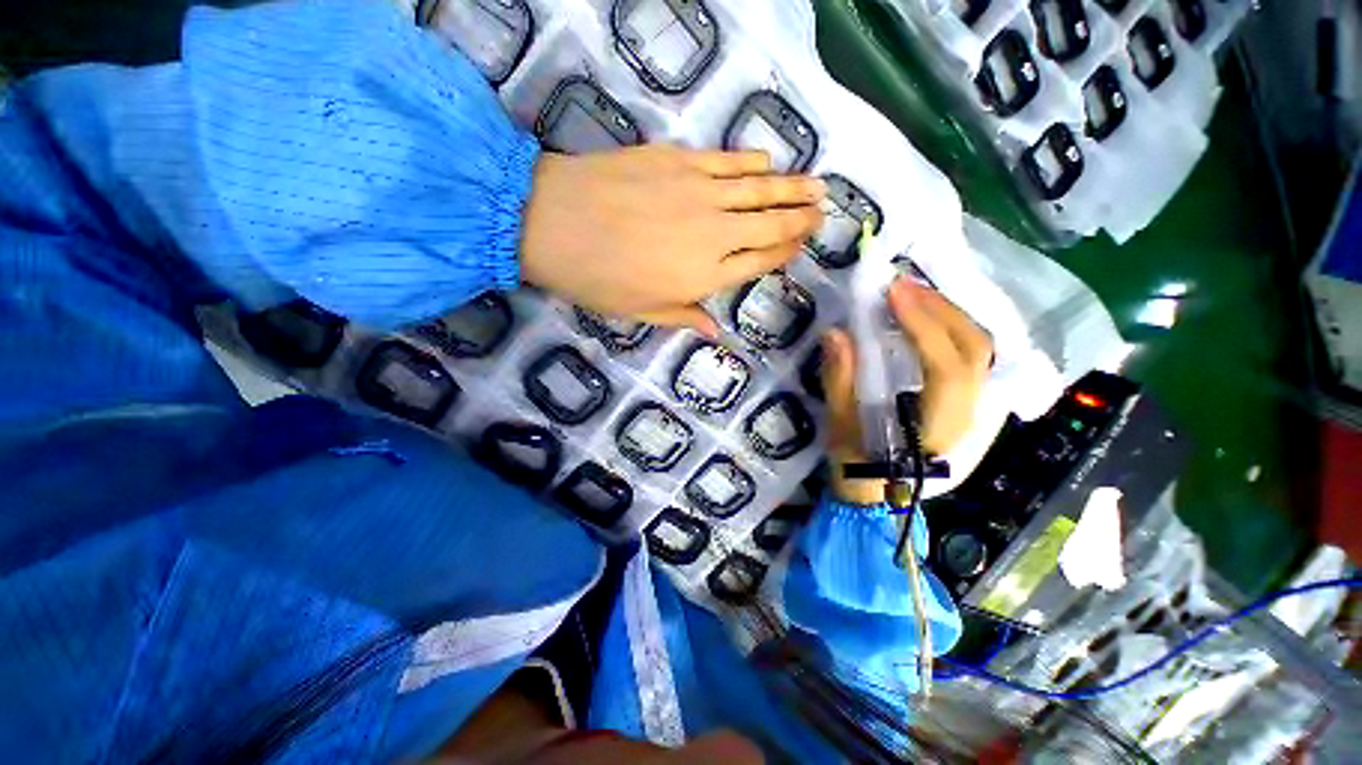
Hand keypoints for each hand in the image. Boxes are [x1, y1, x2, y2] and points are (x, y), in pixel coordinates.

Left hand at [520, 145, 824, 335]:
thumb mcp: (640, 312)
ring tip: (818, 185)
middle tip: (824, 211)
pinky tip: (769, 161)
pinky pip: (729, 159)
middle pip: (768, 226)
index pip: (758, 263)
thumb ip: (684, 317)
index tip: (802, 245)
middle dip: (800, 219)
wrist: (550, 222)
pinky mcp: (681, 160)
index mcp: (703, 277)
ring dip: (792, 187)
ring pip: (759, 190)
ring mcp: (700, 193)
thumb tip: (716, 334)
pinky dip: (753, 160)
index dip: (784, 253)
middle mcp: (713, 235)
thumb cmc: (594, 279)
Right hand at [822, 278, 993, 504]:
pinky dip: (954, 332)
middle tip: (903, 286)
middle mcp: (974, 419)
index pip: (946, 368)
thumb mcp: (841, 429)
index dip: (923, 325)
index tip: (893, 293)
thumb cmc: (858, 472)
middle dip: (941, 310)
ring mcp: (981, 414)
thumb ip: (840, 381)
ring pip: (982, 352)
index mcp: (940, 431)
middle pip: (975, 351)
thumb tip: (836, 334)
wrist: (881, 503)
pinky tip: (930, 321)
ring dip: (950, 316)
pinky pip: (975, 360)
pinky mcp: (975, 408)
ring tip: (915, 296)